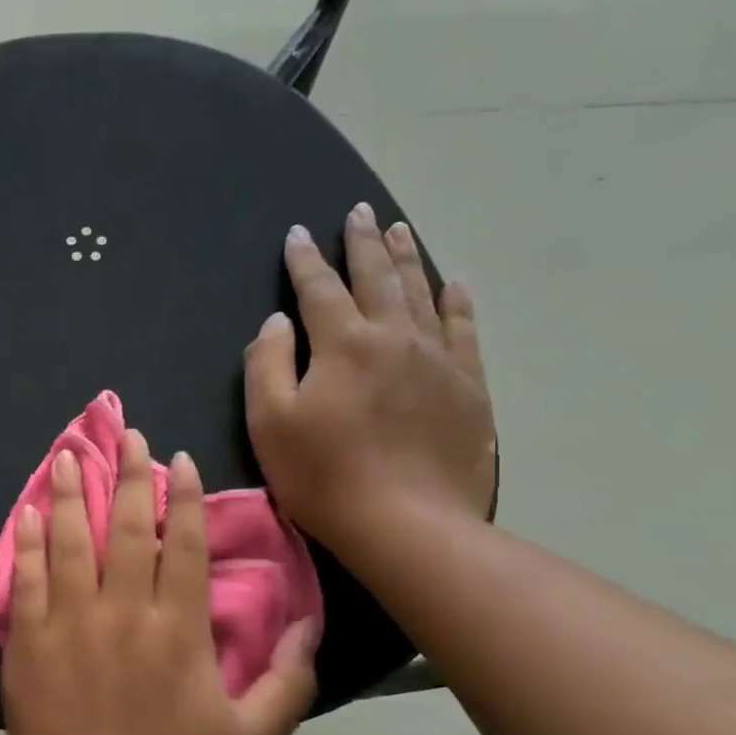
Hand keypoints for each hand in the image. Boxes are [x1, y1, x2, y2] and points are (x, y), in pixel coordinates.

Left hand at [0, 429, 318, 734]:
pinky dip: (29, 542)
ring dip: (72, 493)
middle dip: (130, 476)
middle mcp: (123, 613)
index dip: (184, 498)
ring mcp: (69, 625)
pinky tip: (29, 511)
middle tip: (126, 434)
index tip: (179, 460)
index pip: (183, 545)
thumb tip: (310, 623)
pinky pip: (28, 580)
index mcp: (179, 631)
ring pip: (72, 542)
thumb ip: (289, 677)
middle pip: (128, 529)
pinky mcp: (28, 644)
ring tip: (70, 454)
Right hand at [245, 202, 495, 557]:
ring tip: (400, 229)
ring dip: (407, 259)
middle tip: (359, 211)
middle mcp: (394, 337)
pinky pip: (463, 330)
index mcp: (343, 345)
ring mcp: (438, 359)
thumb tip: (277, 322)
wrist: (407, 523)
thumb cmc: (323, 475)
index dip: (304, 260)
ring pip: (422, 293)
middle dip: (363, 243)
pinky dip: (455, 302)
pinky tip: (453, 285)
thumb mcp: (270, 422)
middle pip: (377, 278)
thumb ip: (267, 364)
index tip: (297, 234)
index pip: (318, 290)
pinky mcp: (468, 386)